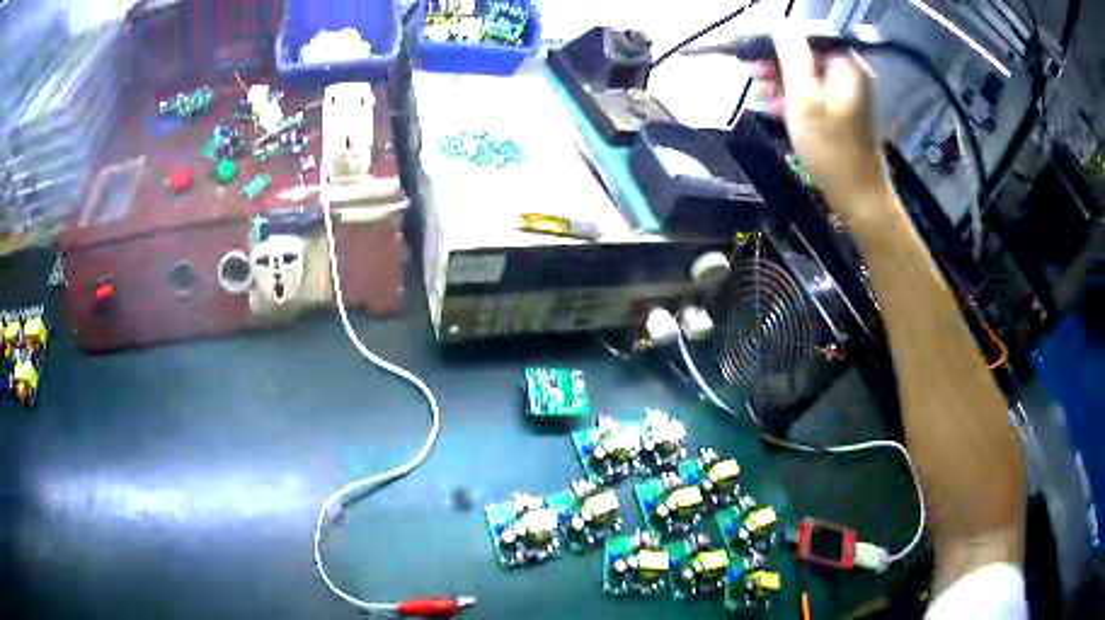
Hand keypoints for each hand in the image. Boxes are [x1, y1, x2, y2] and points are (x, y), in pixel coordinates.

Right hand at [756, 30, 890, 225]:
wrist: (858, 196)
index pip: (805, 35)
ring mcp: (845, 93)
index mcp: (845, 65)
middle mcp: (848, 73)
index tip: (752, 53)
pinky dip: (791, 97)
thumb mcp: (805, 98)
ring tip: (759, 91)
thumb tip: (780, 27)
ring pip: (805, 75)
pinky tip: (773, 105)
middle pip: (804, 54)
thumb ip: (792, 56)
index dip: (776, 41)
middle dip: (776, 62)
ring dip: (780, 81)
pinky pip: (811, 94)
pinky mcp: (840, 111)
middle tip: (753, 73)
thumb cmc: (831, 149)